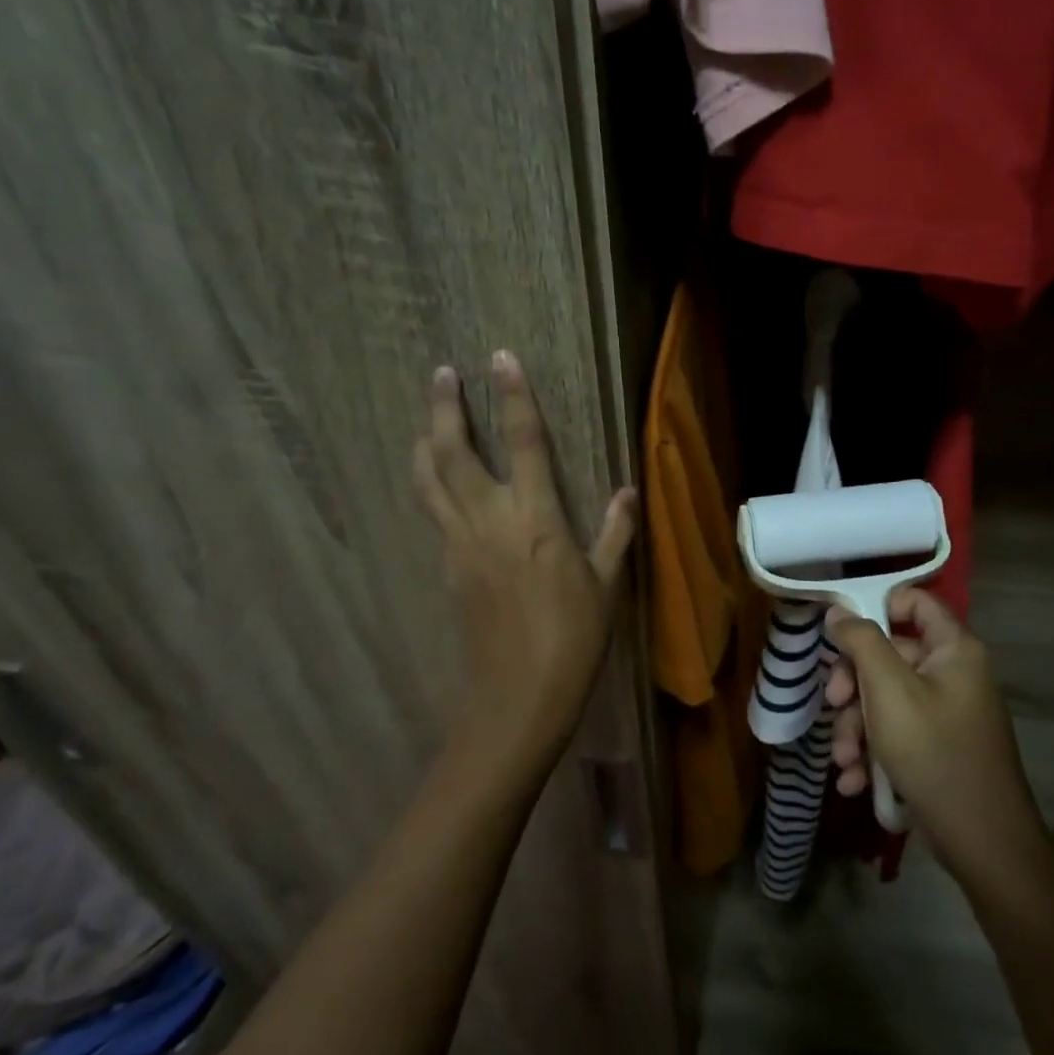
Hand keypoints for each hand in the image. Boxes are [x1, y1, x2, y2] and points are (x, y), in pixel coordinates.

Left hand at [411, 350, 636, 770]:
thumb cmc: (573, 639)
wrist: (518, 697)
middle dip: (445, 407)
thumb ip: (615, 533)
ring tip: (427, 417)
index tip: (500, 358)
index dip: (512, 396)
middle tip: (442, 372)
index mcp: (535, 519)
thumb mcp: (606, 584)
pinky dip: (430, 484)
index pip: (521, 442)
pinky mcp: (447, 567)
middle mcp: (489, 521)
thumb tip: (627, 492)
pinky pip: (433, 513)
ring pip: (429, 480)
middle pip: (453, 452)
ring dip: (426, 441)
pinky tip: (437, 482)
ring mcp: (460, 544)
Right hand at [824, 588, 1049, 882]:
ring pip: (886, 699)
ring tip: (843, 760)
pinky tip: (855, 781)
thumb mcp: (888, 691)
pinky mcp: (938, 747)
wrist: (983, 843)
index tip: (839, 632)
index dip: (875, 606)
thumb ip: (861, 643)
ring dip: (856, 727)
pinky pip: (897, 732)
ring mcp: (946, 712)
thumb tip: (838, 612)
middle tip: (833, 705)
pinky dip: (873, 751)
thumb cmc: (933, 753)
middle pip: (889, 655)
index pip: (914, 600)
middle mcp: (953, 673)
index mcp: (953, 649)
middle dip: (853, 685)